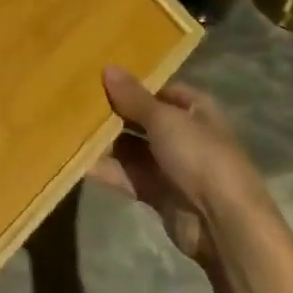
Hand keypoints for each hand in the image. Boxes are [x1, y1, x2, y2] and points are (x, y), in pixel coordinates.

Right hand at [88, 66, 265, 266]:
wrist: (224, 225)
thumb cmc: (199, 156)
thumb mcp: (164, 119)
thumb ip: (133, 97)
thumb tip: (108, 67)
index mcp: (195, 110)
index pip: (159, 90)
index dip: (132, 85)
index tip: (97, 78)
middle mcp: (184, 135)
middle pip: (142, 119)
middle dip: (113, 113)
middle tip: (74, 101)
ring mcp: (171, 167)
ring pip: (131, 149)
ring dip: (105, 142)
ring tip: (68, 127)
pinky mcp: (158, 194)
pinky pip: (127, 176)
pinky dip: (106, 170)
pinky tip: (77, 160)